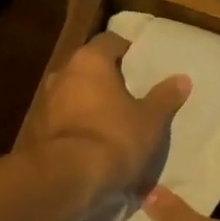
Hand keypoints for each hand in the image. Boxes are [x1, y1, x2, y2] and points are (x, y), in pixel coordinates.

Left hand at [22, 33, 189, 210]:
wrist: (66, 178)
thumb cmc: (114, 138)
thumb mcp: (150, 120)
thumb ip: (165, 97)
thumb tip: (182, 78)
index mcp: (89, 61)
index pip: (110, 42)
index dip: (128, 51)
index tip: (143, 67)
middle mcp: (63, 73)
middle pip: (89, 67)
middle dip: (108, 79)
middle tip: (131, 94)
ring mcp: (45, 102)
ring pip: (74, 94)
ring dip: (91, 103)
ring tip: (113, 121)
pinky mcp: (37, 130)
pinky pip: (64, 120)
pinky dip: (78, 126)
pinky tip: (93, 144)